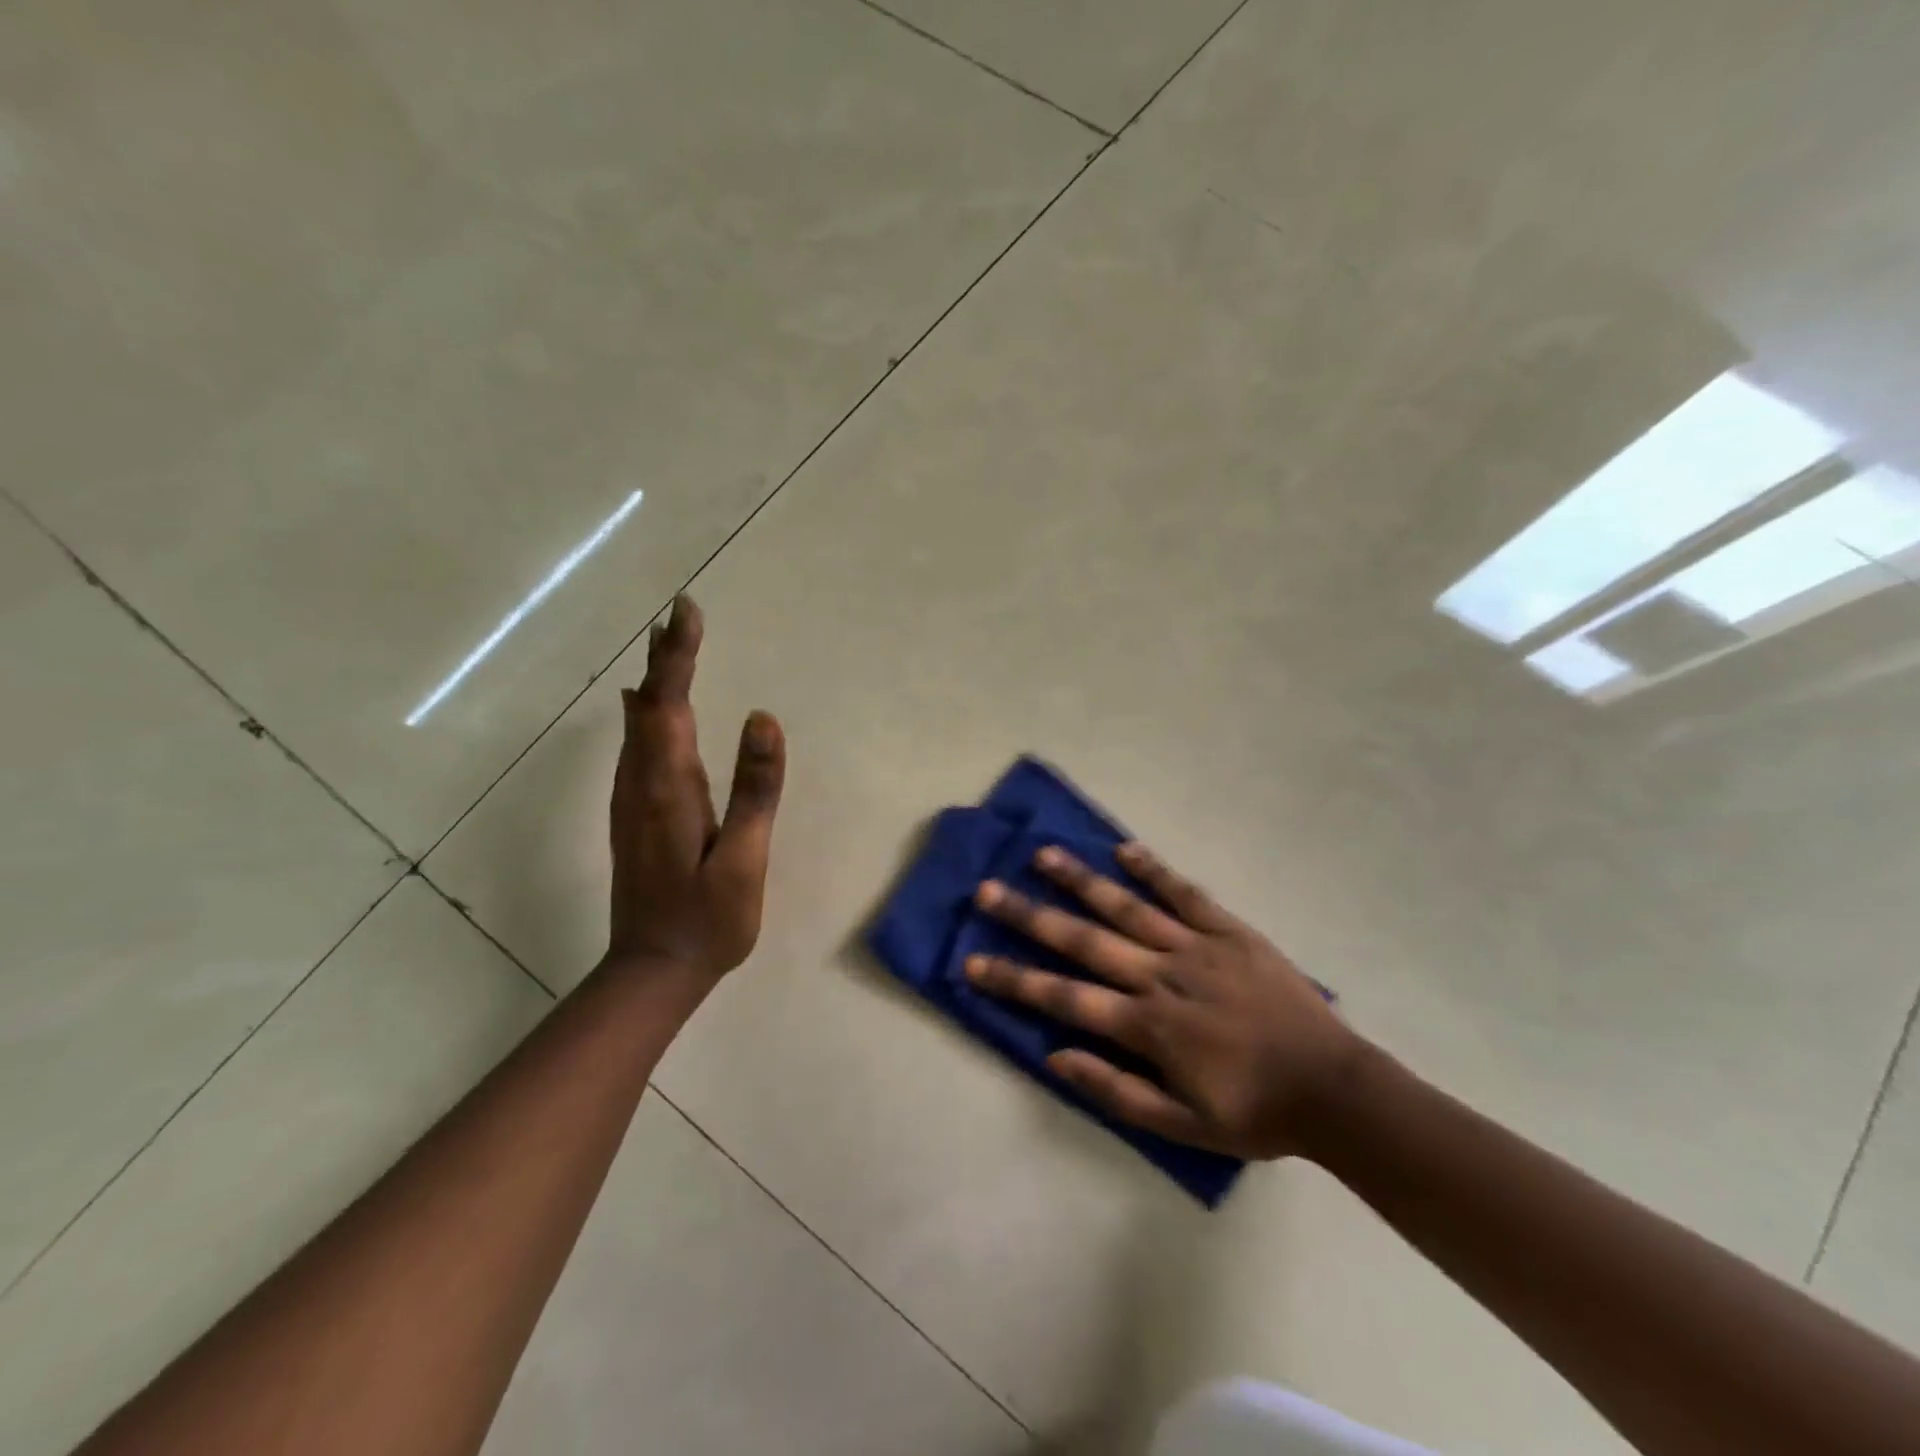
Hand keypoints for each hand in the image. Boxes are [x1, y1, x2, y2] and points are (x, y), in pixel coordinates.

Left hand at [606, 595, 785, 982]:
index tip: (686, 611)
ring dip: (655, 681)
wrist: (652, 971)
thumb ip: (754, 789)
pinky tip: (644, 706)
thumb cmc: (706, 920)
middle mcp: (641, 784)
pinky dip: (646, 713)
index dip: (678, 656)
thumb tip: (762, 719)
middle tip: (680, 615)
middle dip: (665, 658)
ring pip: (639, 725)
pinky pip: (637, 747)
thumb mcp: (742, 859)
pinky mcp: (635, 816)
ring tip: (668, 645)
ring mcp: (632, 801)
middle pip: (649, 707)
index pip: (670, 705)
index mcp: (668, 788)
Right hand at [968, 842, 1365, 1159]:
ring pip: (1127, 907)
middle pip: (1084, 941)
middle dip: (1030, 916)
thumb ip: (1114, 1090)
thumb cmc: (1254, 1112)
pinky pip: (1185, 894)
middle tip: (987, 891)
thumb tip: (1054, 1056)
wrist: (1335, 1090)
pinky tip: (1123, 849)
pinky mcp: (1230, 931)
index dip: (1014, 980)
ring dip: (1081, 880)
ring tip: (1043, 855)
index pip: (1064, 998)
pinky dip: (1154, 870)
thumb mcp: (1181, 1126)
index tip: (971, 962)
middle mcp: (1162, 976)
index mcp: (1148, 1026)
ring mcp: (1197, 947)